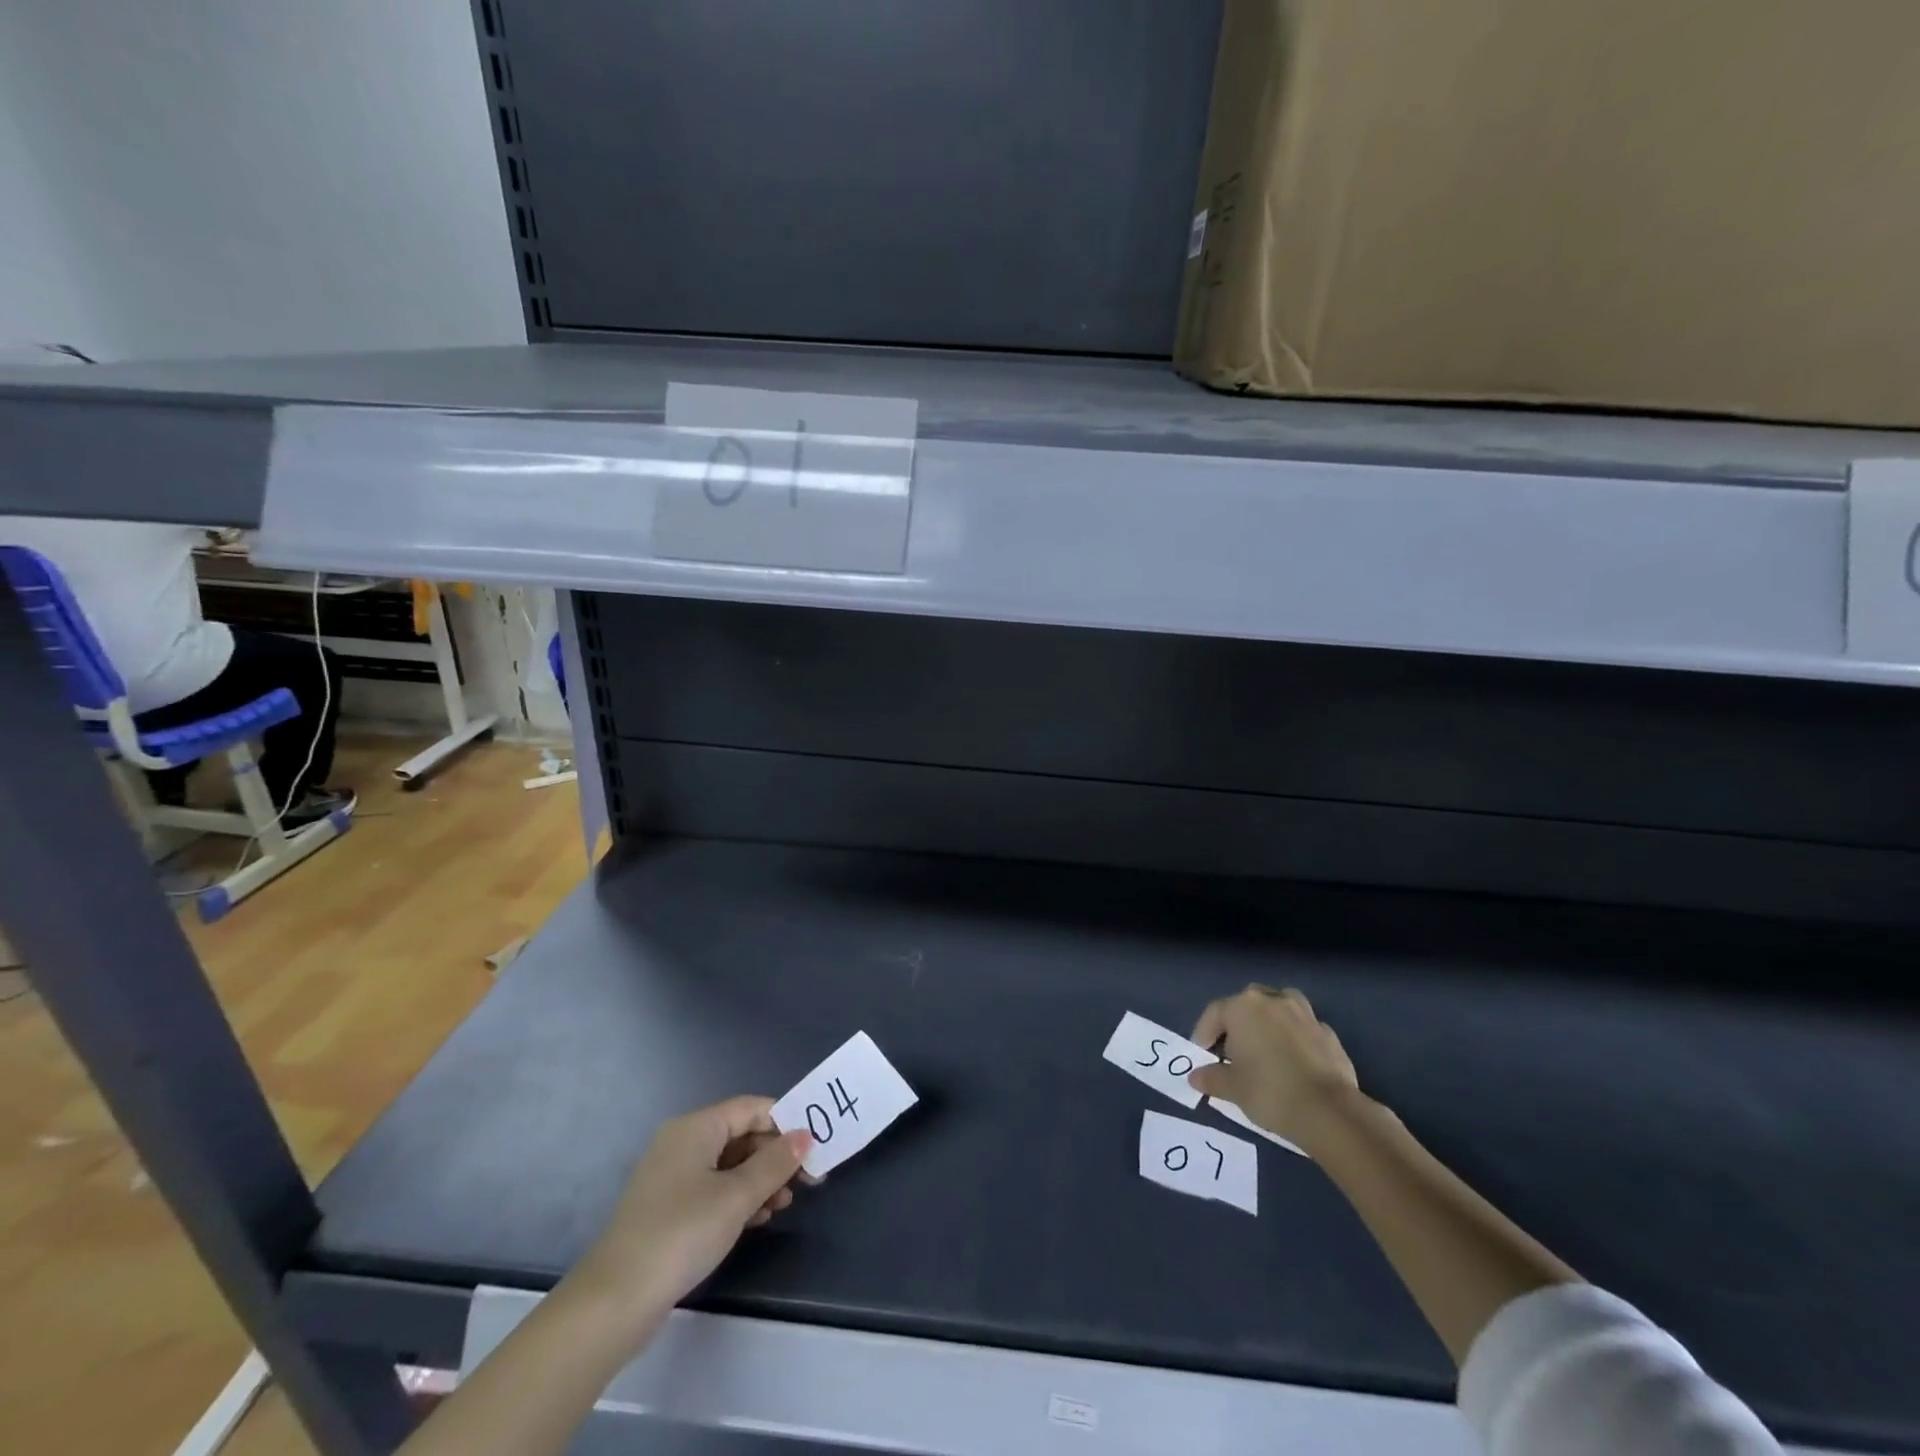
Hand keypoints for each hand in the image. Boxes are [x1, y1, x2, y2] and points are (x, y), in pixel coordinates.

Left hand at [573, 1096, 810, 1328]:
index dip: (785, 1123)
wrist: (614, 1302)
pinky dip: (738, 1197)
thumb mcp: (736, 1196)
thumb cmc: (681, 1234)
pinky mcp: (667, 1208)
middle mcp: (682, 1142)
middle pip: (741, 1135)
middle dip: (775, 1155)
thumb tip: (805, 1136)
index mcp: (696, 1127)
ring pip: (729, 1164)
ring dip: (759, 1179)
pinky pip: (713, 1188)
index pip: (752, 1108)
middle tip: (805, 1182)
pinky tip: (757, 1219)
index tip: (814, 1149)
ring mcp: (672, 1176)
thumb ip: (775, 1163)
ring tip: (783, 1205)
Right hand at [1187, 986, 1360, 1148]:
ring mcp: (1304, 1014)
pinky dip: (1296, 1038)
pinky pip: (1303, 1029)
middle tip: (1233, 1050)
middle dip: (1238, 1022)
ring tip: (1266, 1046)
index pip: (1215, 1012)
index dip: (1204, 1033)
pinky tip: (1294, 1062)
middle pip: (1247, 1003)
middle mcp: (1273, 1001)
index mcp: (1243, 1007)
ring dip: (1270, 1021)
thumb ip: (1211, 1078)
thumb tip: (1196, 1077)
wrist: (1329, 1112)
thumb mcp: (1232, 1088)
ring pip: (1280, 1007)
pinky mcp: (1328, 1033)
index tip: (1203, 1054)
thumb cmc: (1269, 1091)